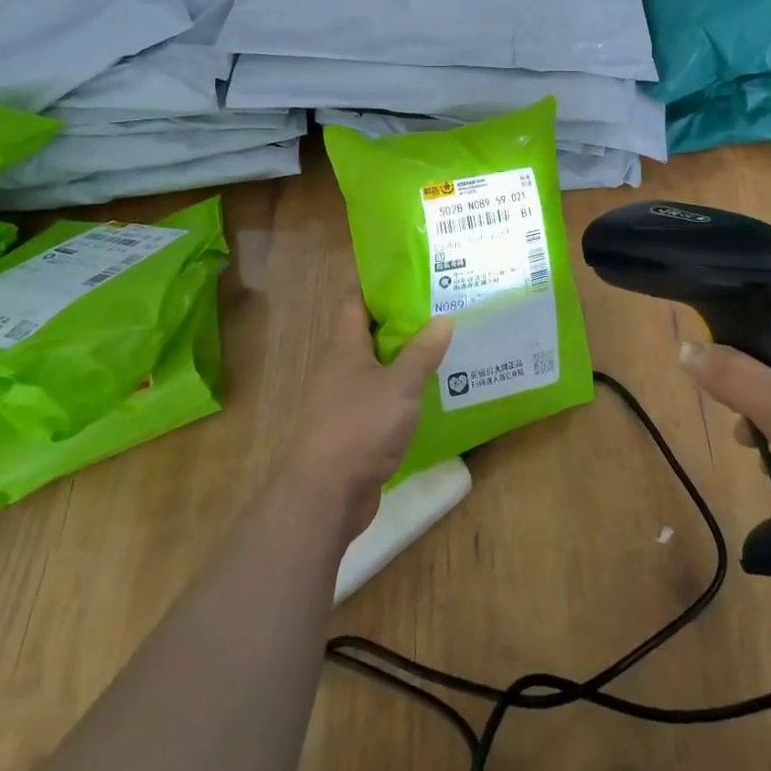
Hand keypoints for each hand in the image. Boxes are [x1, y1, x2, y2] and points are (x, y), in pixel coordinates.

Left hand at [288, 296, 453, 543]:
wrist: (325, 495)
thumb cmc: (359, 427)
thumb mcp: (400, 384)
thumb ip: (422, 352)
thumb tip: (444, 319)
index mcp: (343, 347)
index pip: (354, 301)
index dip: (378, 285)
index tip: (410, 274)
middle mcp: (339, 368)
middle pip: (369, 333)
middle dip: (401, 321)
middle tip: (439, 308)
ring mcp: (344, 400)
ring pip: (377, 367)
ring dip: (405, 358)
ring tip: (443, 346)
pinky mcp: (353, 430)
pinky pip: (381, 399)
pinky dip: (403, 392)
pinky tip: (431, 393)